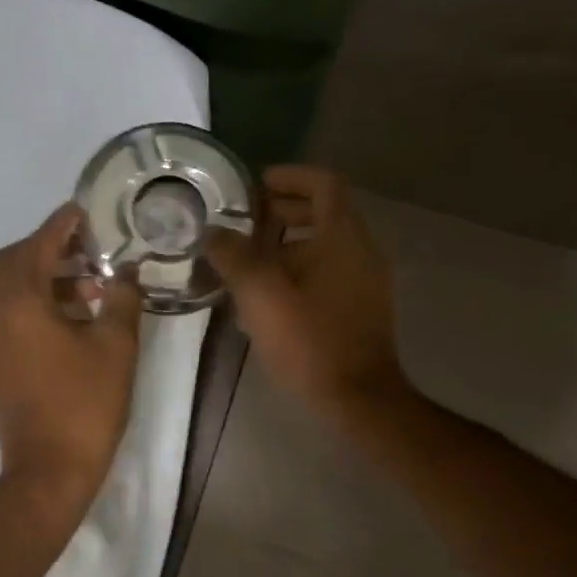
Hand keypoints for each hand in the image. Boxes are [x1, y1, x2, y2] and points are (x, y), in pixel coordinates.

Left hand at [0, 203, 142, 505]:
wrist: (47, 470)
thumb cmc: (85, 404)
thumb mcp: (115, 346)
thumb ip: (122, 299)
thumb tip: (126, 271)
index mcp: (20, 303)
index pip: (38, 245)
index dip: (62, 224)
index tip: (84, 211)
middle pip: (9, 262)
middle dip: (45, 248)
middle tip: (85, 252)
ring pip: (6, 290)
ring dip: (40, 277)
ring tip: (88, 288)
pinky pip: (6, 315)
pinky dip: (32, 303)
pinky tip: (70, 320)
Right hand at [207, 165, 411, 427]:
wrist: (358, 399)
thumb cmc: (310, 341)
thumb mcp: (261, 295)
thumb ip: (233, 257)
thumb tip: (213, 232)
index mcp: (342, 237)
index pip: (323, 183)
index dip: (288, 177)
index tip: (253, 188)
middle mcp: (360, 251)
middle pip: (321, 213)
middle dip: (279, 213)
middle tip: (241, 226)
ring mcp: (363, 282)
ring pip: (321, 247)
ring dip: (283, 247)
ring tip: (243, 265)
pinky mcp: (358, 308)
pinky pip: (326, 274)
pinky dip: (296, 273)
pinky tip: (265, 300)